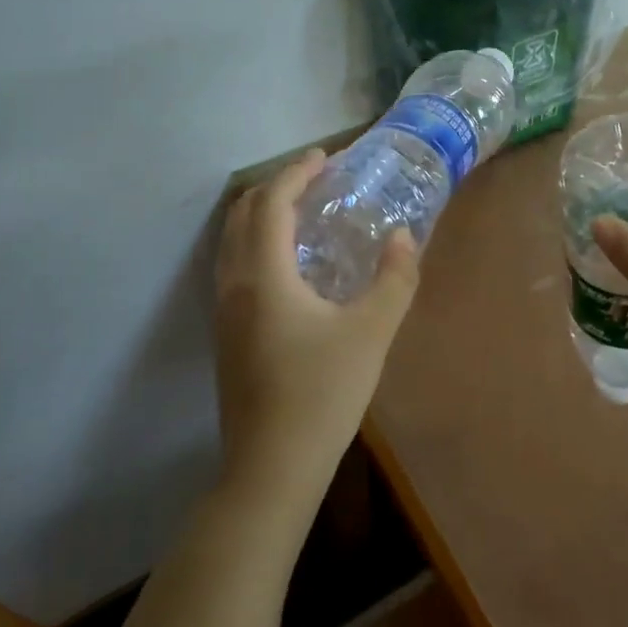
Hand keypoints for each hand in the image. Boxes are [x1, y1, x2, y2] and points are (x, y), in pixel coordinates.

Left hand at [213, 150, 420, 510]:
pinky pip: (235, 264)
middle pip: (244, 214)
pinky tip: (291, 263)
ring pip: (234, 240)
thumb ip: (395, 279)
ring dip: (264, 214)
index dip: (297, 172)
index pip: (272, 203)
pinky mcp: (226, 333)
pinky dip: (258, 241)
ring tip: (304, 212)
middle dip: (277, 186)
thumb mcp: (371, 333)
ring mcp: (224, 311)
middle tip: (316, 179)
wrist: (270, 469)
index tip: (327, 157)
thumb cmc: (321, 395)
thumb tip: (403, 237)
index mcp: (264, 275)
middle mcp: (234, 284)